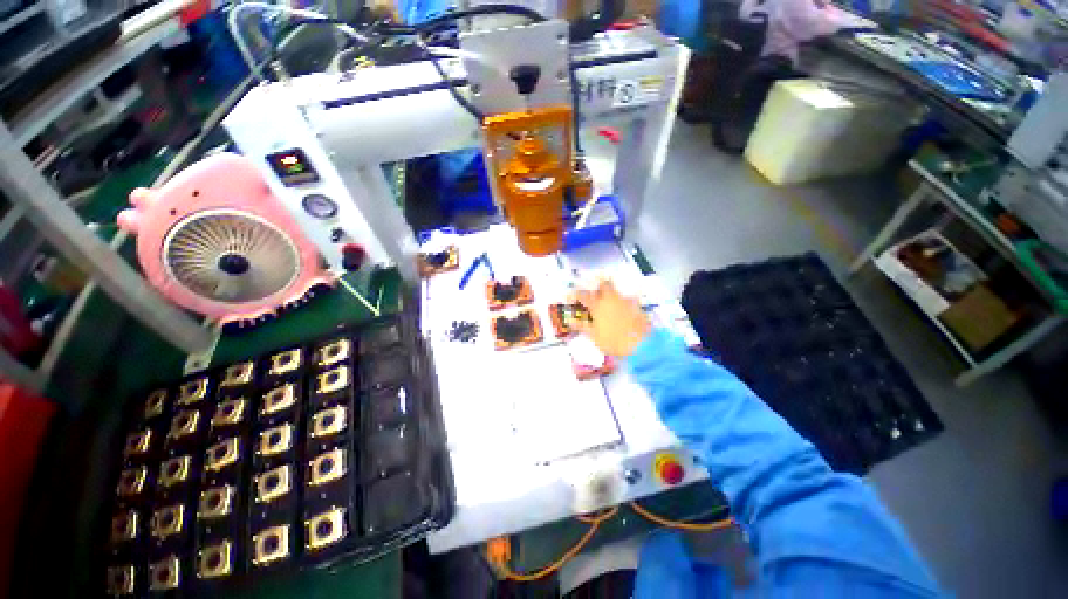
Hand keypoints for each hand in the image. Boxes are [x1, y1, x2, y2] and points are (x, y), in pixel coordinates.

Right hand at [573, 281, 651, 357]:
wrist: (641, 345)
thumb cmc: (613, 341)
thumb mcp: (594, 336)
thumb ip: (581, 326)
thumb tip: (570, 320)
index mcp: (597, 306)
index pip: (583, 295)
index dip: (577, 294)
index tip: (573, 296)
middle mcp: (611, 299)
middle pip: (604, 285)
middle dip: (598, 287)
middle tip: (595, 295)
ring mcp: (626, 301)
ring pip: (617, 291)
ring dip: (612, 295)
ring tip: (609, 304)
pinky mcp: (638, 306)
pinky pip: (629, 300)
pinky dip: (624, 304)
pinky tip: (624, 312)